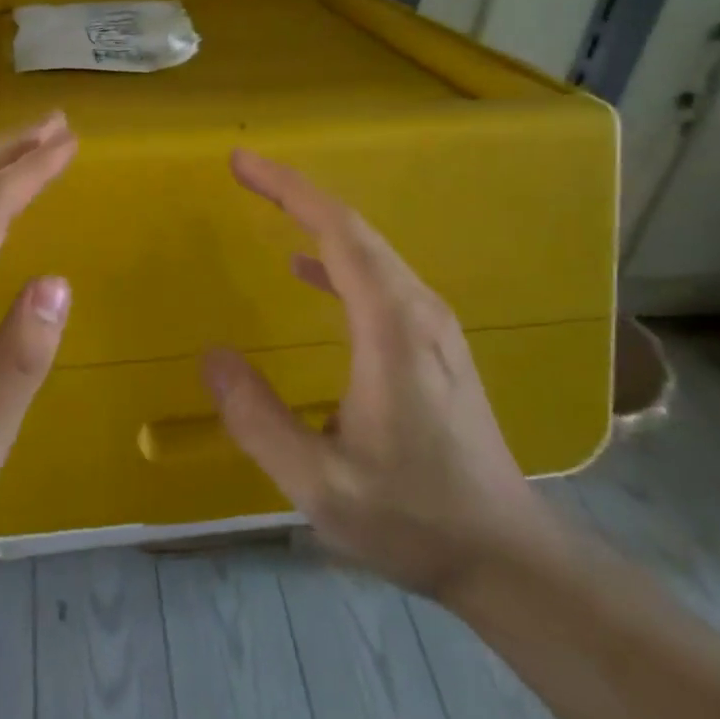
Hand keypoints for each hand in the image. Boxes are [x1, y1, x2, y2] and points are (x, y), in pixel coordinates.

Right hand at [204, 149, 561, 599]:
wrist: (507, 554)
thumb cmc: (415, 517)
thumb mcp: (321, 483)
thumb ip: (259, 420)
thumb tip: (212, 358)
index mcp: (392, 327)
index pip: (338, 232)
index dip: (288, 189)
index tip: (242, 164)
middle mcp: (418, 310)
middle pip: (354, 229)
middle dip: (296, 193)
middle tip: (244, 173)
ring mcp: (432, 325)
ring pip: (370, 250)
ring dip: (316, 219)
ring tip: (268, 205)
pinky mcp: (434, 343)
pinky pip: (379, 278)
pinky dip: (337, 258)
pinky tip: (306, 270)